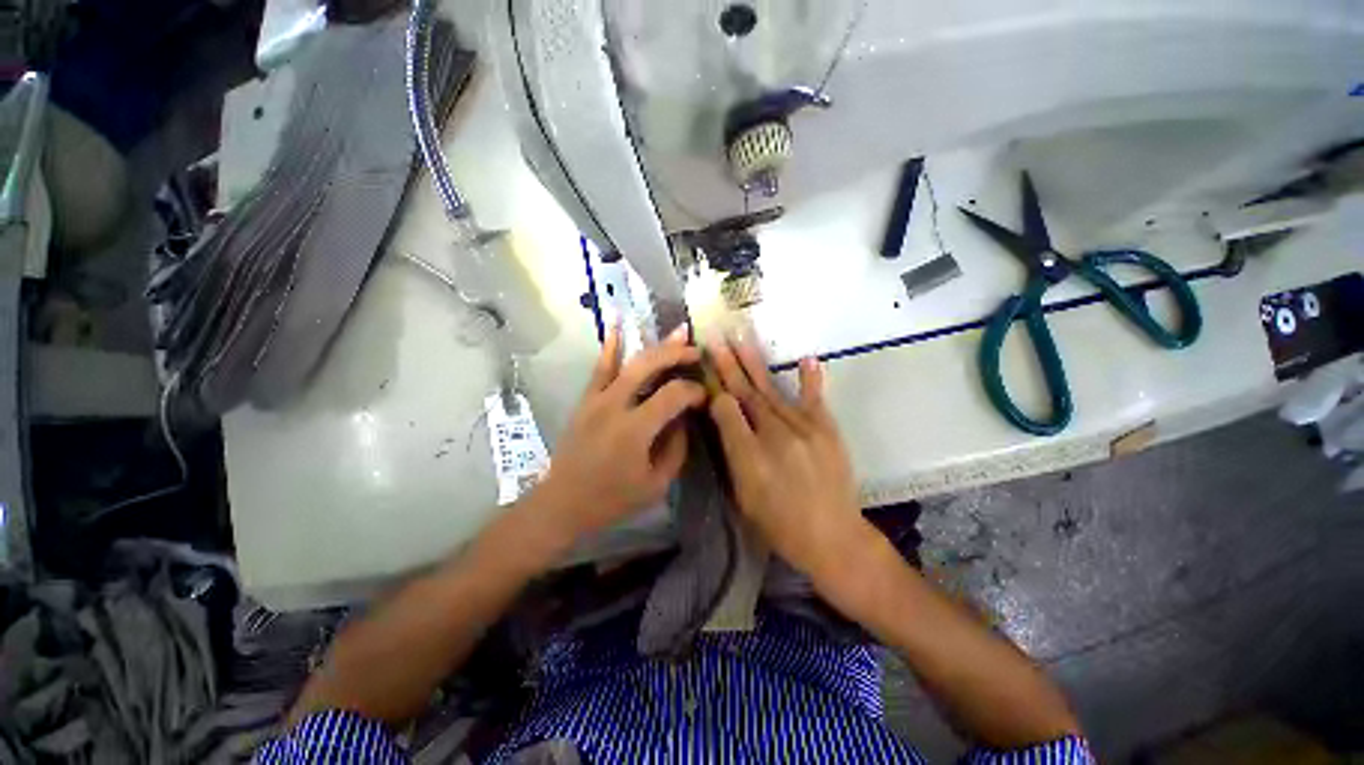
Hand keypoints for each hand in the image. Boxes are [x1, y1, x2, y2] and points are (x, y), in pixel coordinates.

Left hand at [533, 325, 706, 543]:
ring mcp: (597, 398)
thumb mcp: (656, 483)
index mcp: (635, 429)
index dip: (694, 390)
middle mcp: (615, 405)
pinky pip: (600, 367)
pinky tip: (618, 323)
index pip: (673, 395)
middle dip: (677, 354)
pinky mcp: (586, 398)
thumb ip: (676, 448)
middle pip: (650, 366)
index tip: (704, 395)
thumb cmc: (611, 499)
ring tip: (678, 332)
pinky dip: (611, 344)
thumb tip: (685, 418)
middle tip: (697, 352)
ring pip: (629, 361)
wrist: (562, 502)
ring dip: (656, 345)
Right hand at [706, 339, 864, 577]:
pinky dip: (810, 379)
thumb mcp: (744, 497)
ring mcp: (804, 430)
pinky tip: (806, 358)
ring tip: (740, 339)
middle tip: (715, 339)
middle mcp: (775, 436)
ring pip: (772, 390)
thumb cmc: (779, 524)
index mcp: (749, 457)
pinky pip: (814, 399)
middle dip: (728, 365)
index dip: (714, 389)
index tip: (705, 368)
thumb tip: (722, 417)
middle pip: (746, 394)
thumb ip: (731, 454)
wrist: (833, 538)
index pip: (726, 411)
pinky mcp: (827, 430)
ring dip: (754, 364)